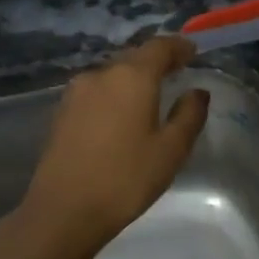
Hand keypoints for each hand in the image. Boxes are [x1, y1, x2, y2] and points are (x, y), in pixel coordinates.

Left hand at [15, 36, 210, 252]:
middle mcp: (101, 74)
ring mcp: (76, 92)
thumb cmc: (126, 179)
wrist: (63, 212)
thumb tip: (197, 91)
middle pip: (134, 57)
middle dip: (156, 62)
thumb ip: (189, 115)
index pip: (159, 46)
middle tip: (176, 73)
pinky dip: (113, 95)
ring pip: (112, 75)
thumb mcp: (171, 150)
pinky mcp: (61, 112)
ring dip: (132, 79)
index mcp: (132, 77)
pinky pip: (96, 92)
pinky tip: (121, 116)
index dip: (179, 46)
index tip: (194, 52)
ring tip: (150, 97)